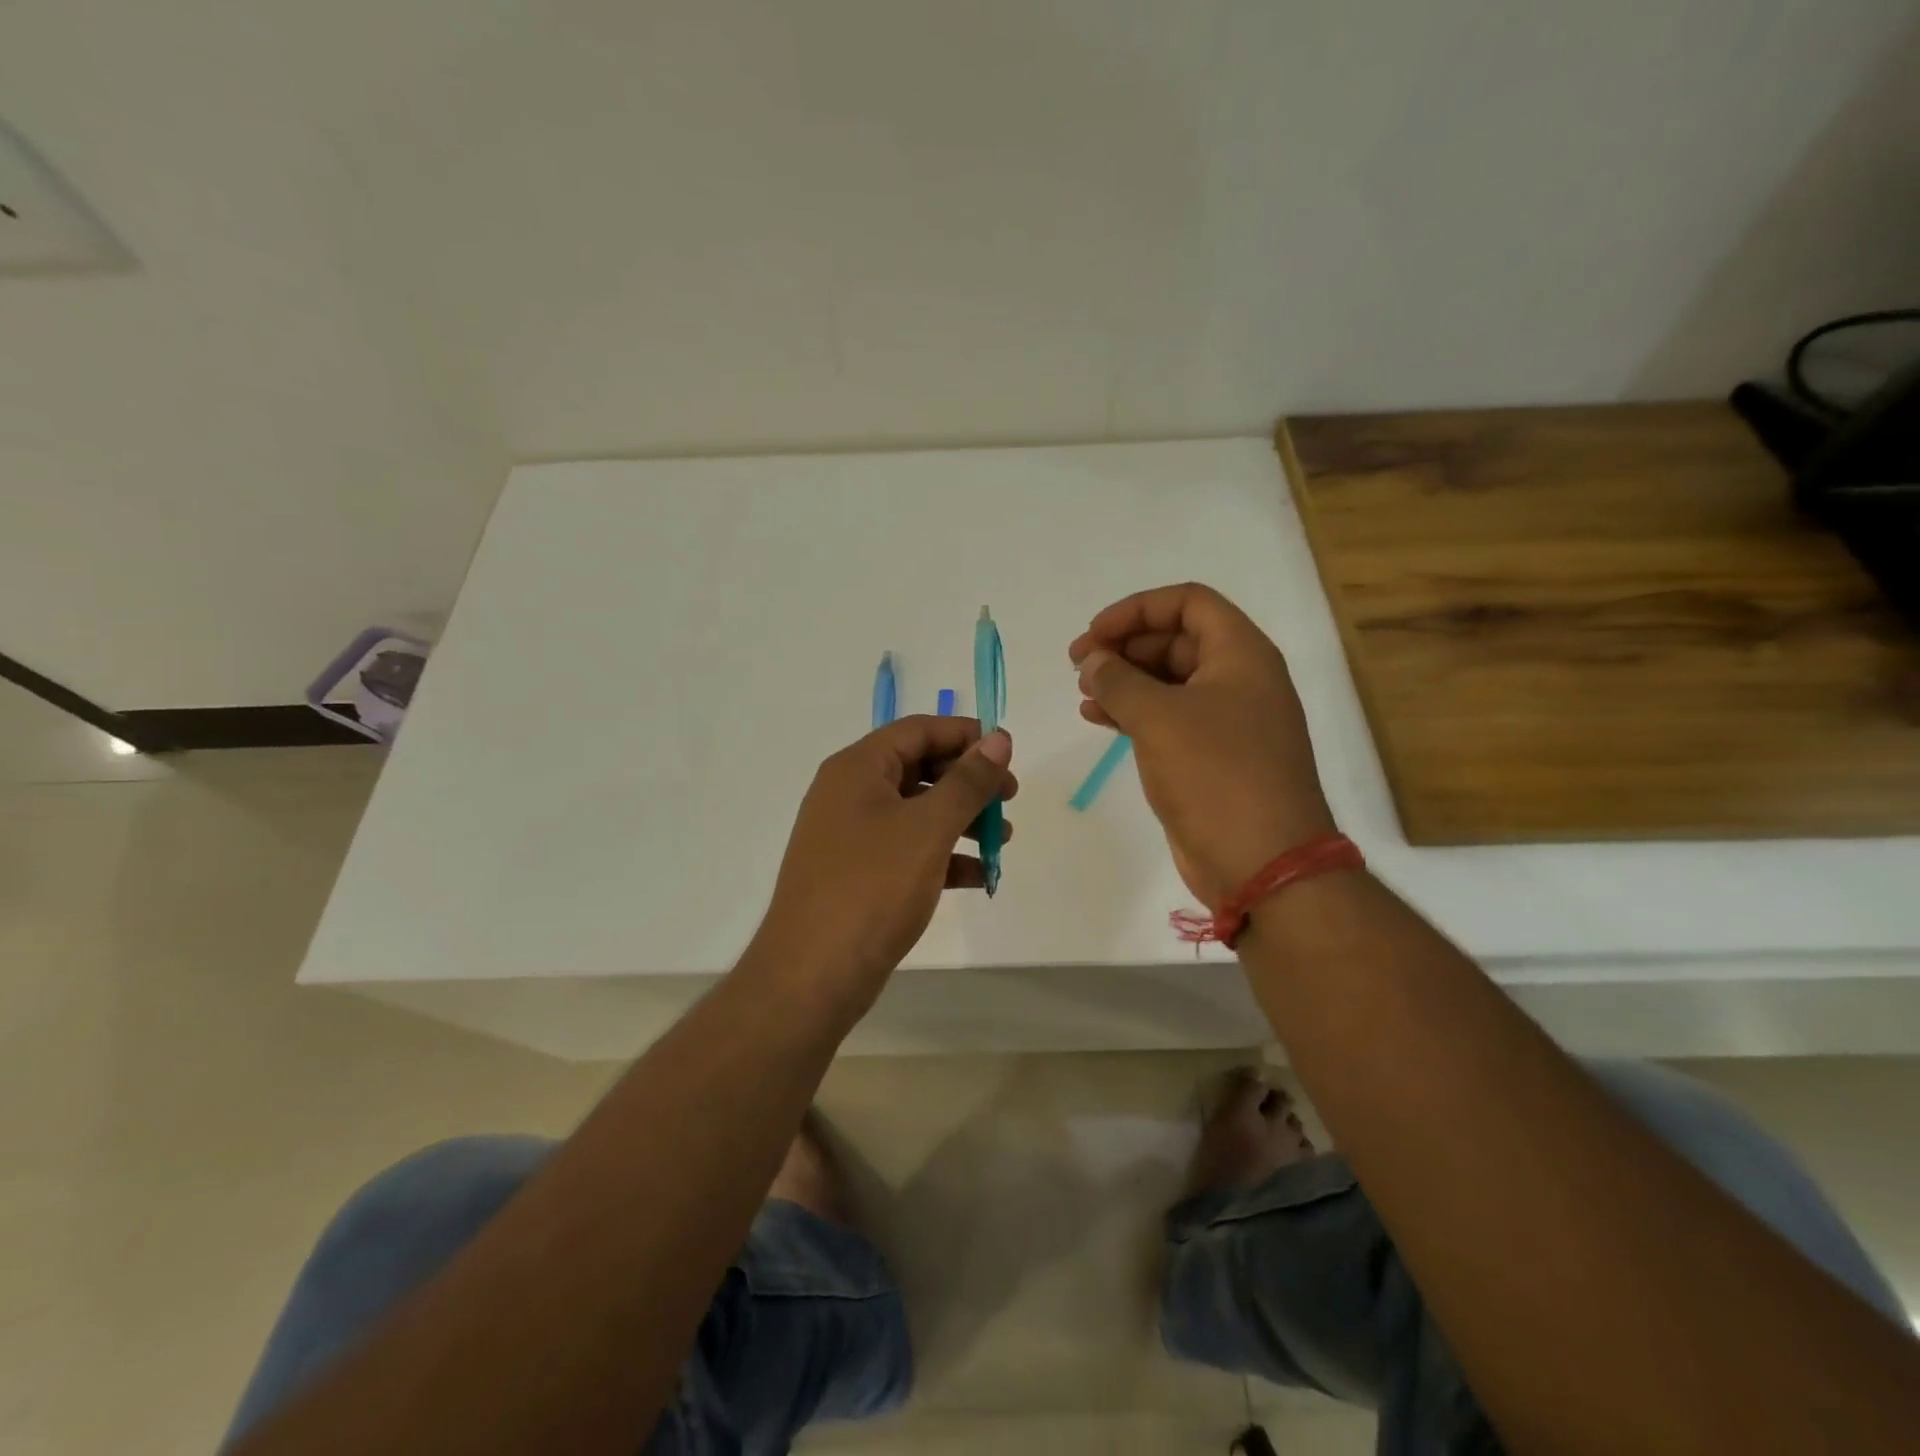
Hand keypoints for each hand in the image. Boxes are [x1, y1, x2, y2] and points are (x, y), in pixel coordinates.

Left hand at [755, 716, 1016, 1006]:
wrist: (812, 976)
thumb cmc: (872, 888)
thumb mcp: (928, 828)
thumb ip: (967, 781)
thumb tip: (999, 738)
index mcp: (857, 769)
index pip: (918, 730)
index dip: (965, 735)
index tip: (1008, 754)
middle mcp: (849, 793)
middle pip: (918, 767)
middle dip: (968, 781)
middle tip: (1009, 798)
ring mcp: (850, 836)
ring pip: (916, 811)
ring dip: (961, 819)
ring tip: (1001, 839)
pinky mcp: (857, 874)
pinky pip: (907, 849)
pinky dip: (943, 855)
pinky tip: (978, 875)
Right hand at [1070, 583, 1333, 907]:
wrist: (1262, 862)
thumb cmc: (1215, 775)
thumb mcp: (1158, 718)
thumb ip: (1118, 681)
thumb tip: (1092, 662)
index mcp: (1241, 654)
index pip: (1188, 602)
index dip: (1136, 609)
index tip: (1094, 635)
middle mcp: (1239, 679)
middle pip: (1176, 640)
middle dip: (1125, 647)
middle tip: (1080, 665)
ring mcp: (1228, 721)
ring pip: (1169, 681)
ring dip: (1125, 681)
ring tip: (1083, 694)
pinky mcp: (1213, 757)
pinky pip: (1169, 719)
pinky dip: (1134, 714)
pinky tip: (1097, 720)